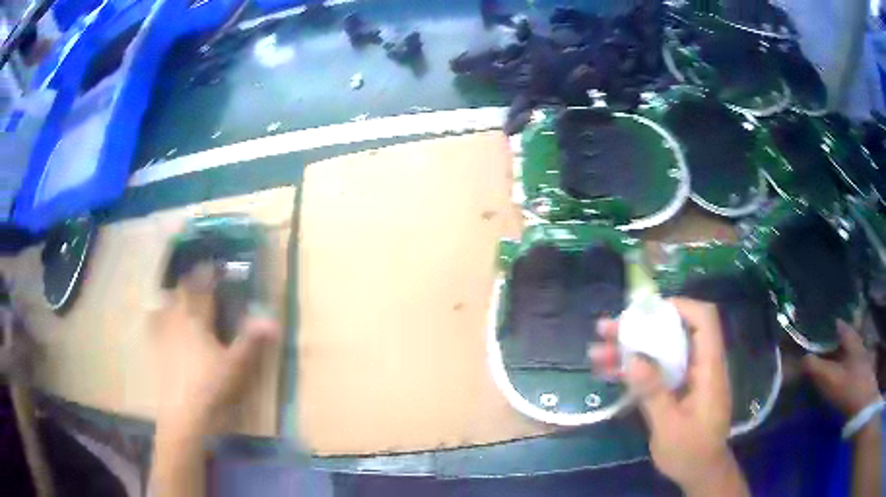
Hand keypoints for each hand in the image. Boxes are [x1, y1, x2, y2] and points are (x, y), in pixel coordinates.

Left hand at [150, 264, 280, 435]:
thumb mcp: (236, 365)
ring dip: (174, 295)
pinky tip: (159, 318)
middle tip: (199, 280)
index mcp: (196, 318)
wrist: (182, 414)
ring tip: (179, 295)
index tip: (214, 265)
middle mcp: (177, 318)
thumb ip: (252, 340)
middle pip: (182, 291)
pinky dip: (158, 314)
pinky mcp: (155, 348)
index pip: (202, 287)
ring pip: (166, 303)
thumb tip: (273, 319)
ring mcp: (162, 332)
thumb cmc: (211, 387)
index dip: (209, 274)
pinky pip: (153, 321)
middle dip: (191, 282)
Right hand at [591, 298, 743, 494]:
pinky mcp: (678, 389)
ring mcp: (689, 377)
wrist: (700, 472)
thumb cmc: (691, 451)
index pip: (704, 320)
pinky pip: (657, 371)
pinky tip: (609, 372)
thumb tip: (633, 359)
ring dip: (631, 349)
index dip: (680, 307)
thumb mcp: (669, 427)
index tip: (648, 312)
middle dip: (640, 328)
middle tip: (607, 329)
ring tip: (597, 351)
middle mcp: (700, 366)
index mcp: (708, 368)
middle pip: (674, 332)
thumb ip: (654, 393)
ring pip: (661, 351)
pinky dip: (635, 369)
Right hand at [803, 321, 879, 418]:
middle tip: (820, 351)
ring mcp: (862, 359)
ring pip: (849, 354)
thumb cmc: (848, 387)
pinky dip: (844, 370)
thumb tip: (802, 358)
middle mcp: (858, 343)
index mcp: (851, 338)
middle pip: (845, 340)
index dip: (827, 325)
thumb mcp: (829, 378)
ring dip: (839, 358)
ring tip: (829, 367)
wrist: (862, 405)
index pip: (838, 325)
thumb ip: (814, 367)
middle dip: (833, 343)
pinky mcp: (862, 375)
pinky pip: (851, 367)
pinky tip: (839, 380)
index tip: (816, 329)